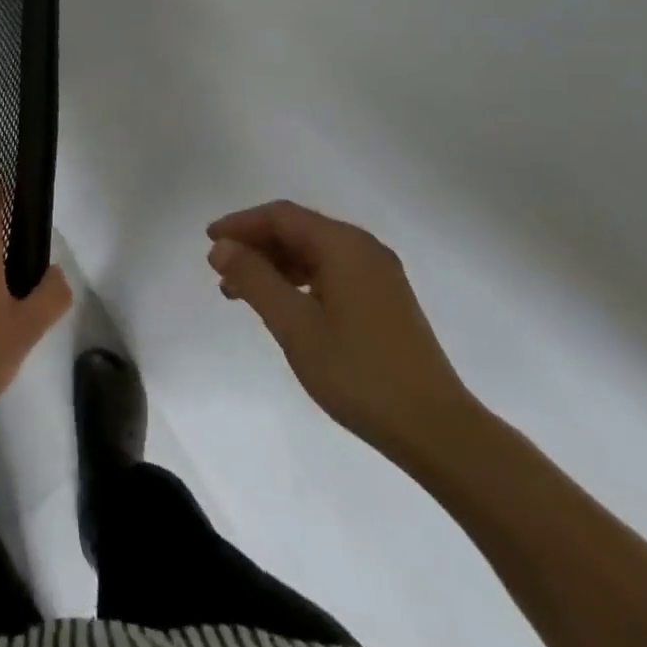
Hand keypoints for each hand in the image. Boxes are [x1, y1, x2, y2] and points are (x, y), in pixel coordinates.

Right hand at [208, 200, 471, 458]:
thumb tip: (221, 248)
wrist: (437, 430)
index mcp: (344, 245)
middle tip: (221, 271)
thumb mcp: (295, 325)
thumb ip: (254, 279)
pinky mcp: (385, 299)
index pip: (282, 216)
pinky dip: (299, 280)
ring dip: (274, 265)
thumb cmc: (359, 373)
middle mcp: (364, 249)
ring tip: (241, 293)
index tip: (209, 242)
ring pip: (313, 253)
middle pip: (298, 230)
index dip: (241, 224)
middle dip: (256, 245)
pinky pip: (331, 272)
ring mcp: (378, 274)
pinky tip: (282, 305)